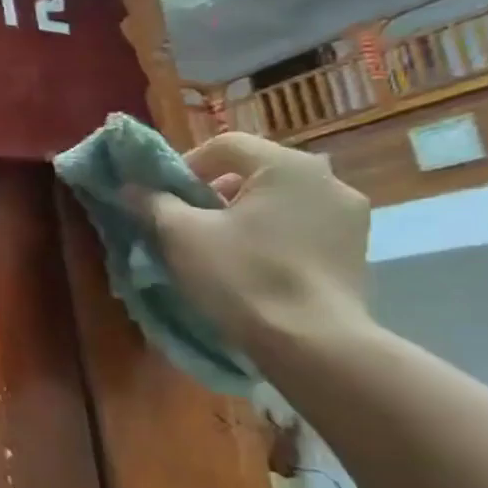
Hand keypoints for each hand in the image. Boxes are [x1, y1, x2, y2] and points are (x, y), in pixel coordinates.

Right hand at [136, 132, 370, 347]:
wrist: (313, 342)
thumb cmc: (242, 274)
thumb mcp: (180, 234)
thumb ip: (153, 202)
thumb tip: (131, 187)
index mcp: (287, 166)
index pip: (224, 145)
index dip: (185, 165)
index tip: (163, 196)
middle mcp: (328, 180)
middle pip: (254, 171)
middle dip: (214, 189)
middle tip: (186, 219)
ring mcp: (350, 216)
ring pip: (279, 199)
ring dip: (243, 212)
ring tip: (217, 243)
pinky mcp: (355, 249)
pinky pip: (301, 225)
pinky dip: (271, 233)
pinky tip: (251, 262)